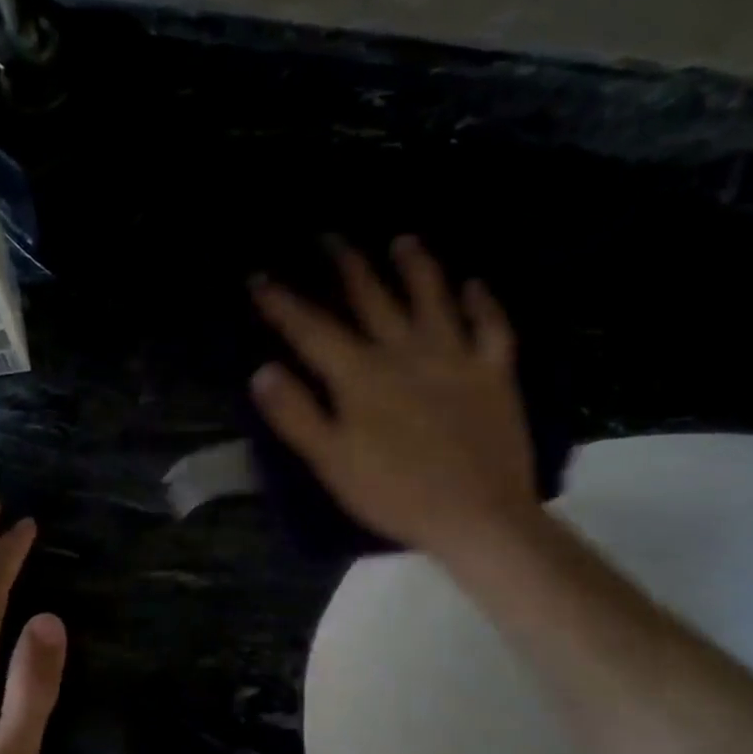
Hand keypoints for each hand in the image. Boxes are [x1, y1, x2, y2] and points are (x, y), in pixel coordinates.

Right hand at [249, 236, 541, 567]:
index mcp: (360, 376)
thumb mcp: (331, 462)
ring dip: (415, 266)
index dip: (282, 302)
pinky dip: (482, 302)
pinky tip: (474, 285)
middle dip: (346, 265)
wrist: (477, 516)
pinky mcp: (494, 373)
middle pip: (371, 298)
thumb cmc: (394, 493)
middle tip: (330, 237)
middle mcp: (405, 352)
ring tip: (402, 240)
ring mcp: (455, 357)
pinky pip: (491, 327)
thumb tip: (263, 370)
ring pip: (432, 298)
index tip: (259, 277)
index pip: (311, 329)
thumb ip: (296, 414)